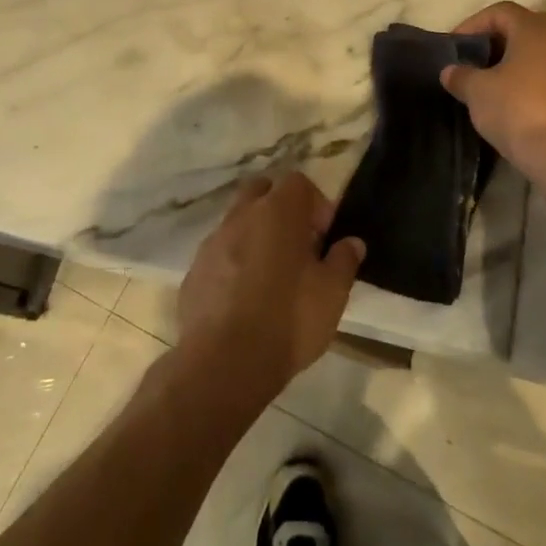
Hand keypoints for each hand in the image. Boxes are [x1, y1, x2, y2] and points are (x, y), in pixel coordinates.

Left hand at [174, 173, 365, 413]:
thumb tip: (352, 242)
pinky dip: (233, 264)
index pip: (298, 182)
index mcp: (278, 211)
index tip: (324, 237)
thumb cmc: (288, 319)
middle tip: (297, 245)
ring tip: (271, 276)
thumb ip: (343, 260)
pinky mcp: (194, 271)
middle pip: (262, 191)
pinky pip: (219, 254)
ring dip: (255, 237)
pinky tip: (244, 299)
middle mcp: (242, 216)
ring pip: (237, 222)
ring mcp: (213, 242)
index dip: (315, 203)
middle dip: (281, 209)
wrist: (224, 363)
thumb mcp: (332, 293)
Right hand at [440, 1, 545, 177]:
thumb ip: (461, 76)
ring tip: (499, 87)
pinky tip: (523, 107)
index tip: (457, 47)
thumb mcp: (477, 92)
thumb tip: (451, 72)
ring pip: (545, 55)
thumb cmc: (518, 111)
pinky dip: (539, 84)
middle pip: (526, 30)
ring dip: (521, 64)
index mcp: (536, 29)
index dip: (474, 24)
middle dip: (499, 43)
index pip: (501, 12)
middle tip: (477, 63)